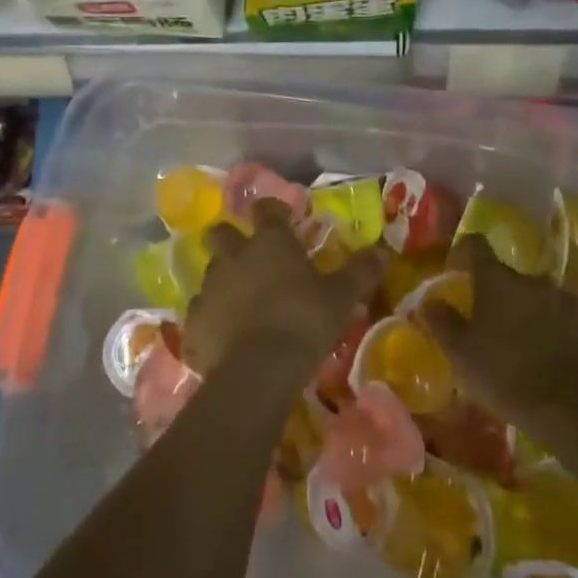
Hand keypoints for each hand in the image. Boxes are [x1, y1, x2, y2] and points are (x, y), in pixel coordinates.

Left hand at [183, 199, 381, 378]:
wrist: (259, 368)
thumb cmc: (304, 320)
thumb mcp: (341, 297)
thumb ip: (360, 271)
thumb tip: (383, 250)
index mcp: (270, 242)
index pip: (267, 209)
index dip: (274, 211)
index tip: (283, 219)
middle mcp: (234, 256)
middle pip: (221, 233)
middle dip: (231, 239)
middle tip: (249, 257)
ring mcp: (209, 287)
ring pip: (211, 272)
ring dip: (224, 281)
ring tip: (241, 302)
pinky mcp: (194, 321)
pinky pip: (200, 312)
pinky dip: (212, 319)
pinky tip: (225, 336)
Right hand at [418, 234, 577, 435]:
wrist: (572, 407)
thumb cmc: (505, 372)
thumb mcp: (460, 352)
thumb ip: (442, 322)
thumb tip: (430, 301)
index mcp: (497, 278)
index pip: (475, 245)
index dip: (461, 253)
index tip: (452, 272)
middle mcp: (530, 279)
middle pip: (504, 274)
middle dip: (490, 290)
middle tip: (479, 318)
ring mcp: (561, 300)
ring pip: (530, 296)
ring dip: (518, 308)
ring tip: (509, 338)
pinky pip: (553, 317)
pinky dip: (542, 327)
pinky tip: (535, 352)